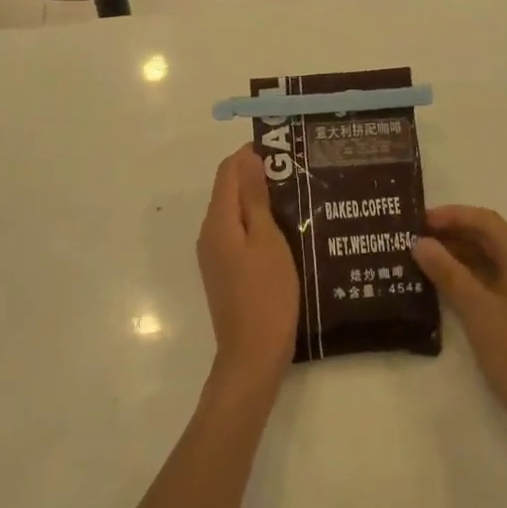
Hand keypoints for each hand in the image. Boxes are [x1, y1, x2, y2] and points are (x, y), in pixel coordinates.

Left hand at [197, 145, 298, 391]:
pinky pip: (238, 234)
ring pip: (235, 213)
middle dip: (258, 175)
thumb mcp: (267, 240)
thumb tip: (247, 158)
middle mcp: (209, 234)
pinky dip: (257, 223)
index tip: (284, 150)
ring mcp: (215, 255)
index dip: (251, 154)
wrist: (252, 357)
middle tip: (297, 172)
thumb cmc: (266, 295)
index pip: (228, 171)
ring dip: (260, 200)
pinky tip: (285, 229)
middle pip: (229, 191)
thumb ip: (255, 199)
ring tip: (297, 196)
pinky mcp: (225, 272)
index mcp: (218, 221)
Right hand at [415, 205, 506, 452]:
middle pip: (485, 236)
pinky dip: (461, 276)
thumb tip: (420, 242)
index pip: (485, 220)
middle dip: (450, 231)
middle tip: (411, 237)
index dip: (452, 214)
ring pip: (484, 259)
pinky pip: (485, 281)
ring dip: (454, 254)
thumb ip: (449, 274)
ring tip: (417, 258)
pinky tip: (438, 287)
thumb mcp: (479, 312)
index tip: (418, 220)